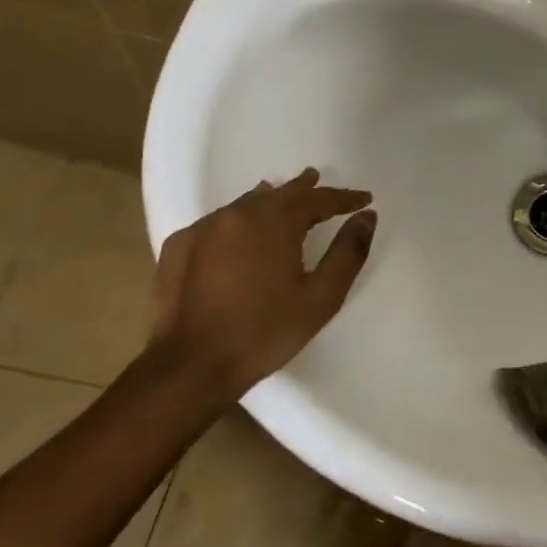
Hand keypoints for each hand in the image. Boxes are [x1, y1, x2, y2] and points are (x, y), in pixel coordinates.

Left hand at [149, 168, 376, 393]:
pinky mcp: (180, 247)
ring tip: (283, 195)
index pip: (317, 199)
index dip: (343, 198)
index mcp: (275, 222)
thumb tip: (366, 216)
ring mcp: (203, 229)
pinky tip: (240, 229)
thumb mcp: (322, 296)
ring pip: (246, 203)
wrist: (192, 366)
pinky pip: (218, 221)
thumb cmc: (266, 331)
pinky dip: (238, 218)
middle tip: (318, 180)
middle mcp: (238, 215)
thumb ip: (348, 252)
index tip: (364, 199)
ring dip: (270, 199)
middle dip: (304, 189)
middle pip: (279, 193)